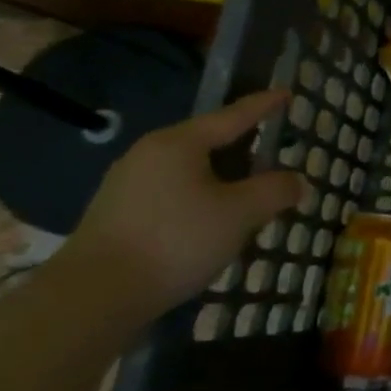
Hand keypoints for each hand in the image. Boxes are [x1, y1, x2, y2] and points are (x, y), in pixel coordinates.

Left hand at [54, 90, 308, 319]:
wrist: (93, 297)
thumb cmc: (176, 241)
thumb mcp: (240, 214)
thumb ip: (275, 191)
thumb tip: (297, 181)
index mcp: (179, 143)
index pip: (233, 116)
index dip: (264, 105)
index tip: (286, 93)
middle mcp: (149, 154)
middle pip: (209, 142)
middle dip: (244, 148)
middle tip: (274, 152)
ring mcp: (128, 184)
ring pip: (191, 171)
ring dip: (223, 179)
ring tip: (250, 194)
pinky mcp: (118, 214)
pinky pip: (173, 193)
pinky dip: (201, 199)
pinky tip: (213, 223)